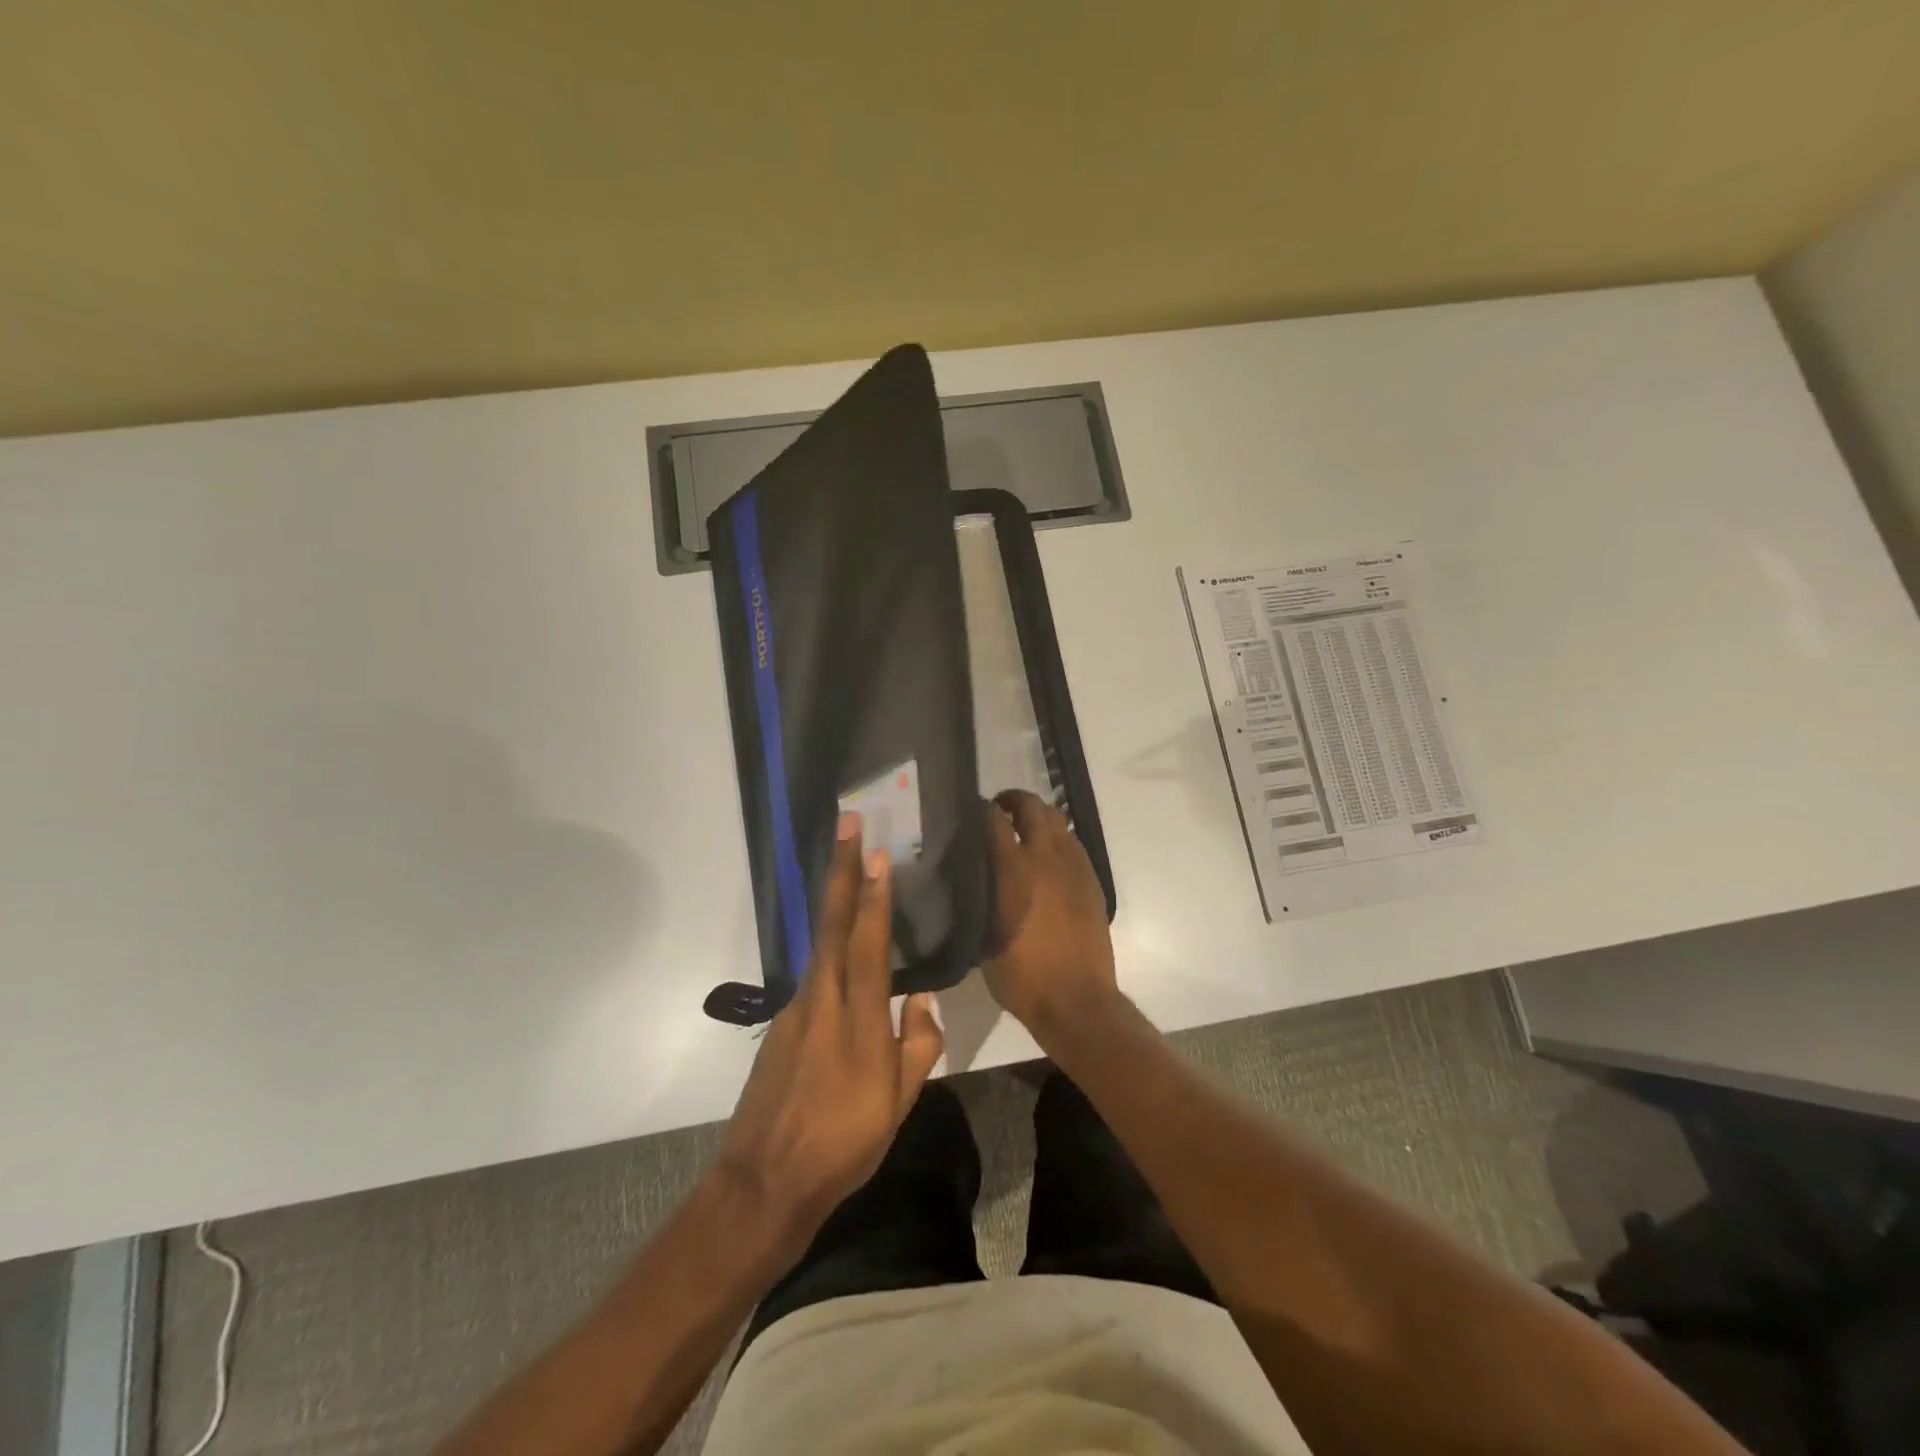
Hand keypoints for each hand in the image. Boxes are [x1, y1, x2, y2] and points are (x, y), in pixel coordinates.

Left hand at [715, 813, 944, 1239]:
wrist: (765, 1183)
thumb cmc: (843, 1144)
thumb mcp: (898, 1103)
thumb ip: (917, 1044)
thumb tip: (922, 998)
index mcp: (856, 1019)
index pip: (867, 943)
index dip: (873, 896)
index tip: (877, 853)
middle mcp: (822, 1001)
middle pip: (833, 924)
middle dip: (841, 870)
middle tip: (848, 824)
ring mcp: (796, 1010)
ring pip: (821, 944)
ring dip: (834, 900)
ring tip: (849, 869)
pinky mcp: (783, 1024)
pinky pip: (813, 973)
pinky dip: (829, 946)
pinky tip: (841, 946)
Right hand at [983, 790, 1117, 1036]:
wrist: (1076, 1000)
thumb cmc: (1021, 977)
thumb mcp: (983, 937)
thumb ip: (978, 897)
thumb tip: (972, 876)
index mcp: (1013, 869)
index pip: (994, 819)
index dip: (981, 810)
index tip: (970, 813)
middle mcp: (1045, 857)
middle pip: (1032, 806)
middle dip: (1013, 800)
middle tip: (999, 810)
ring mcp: (1074, 866)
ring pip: (1057, 820)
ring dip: (1038, 816)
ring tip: (1024, 828)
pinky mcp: (1092, 880)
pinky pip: (1073, 843)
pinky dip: (1058, 838)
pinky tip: (1048, 855)